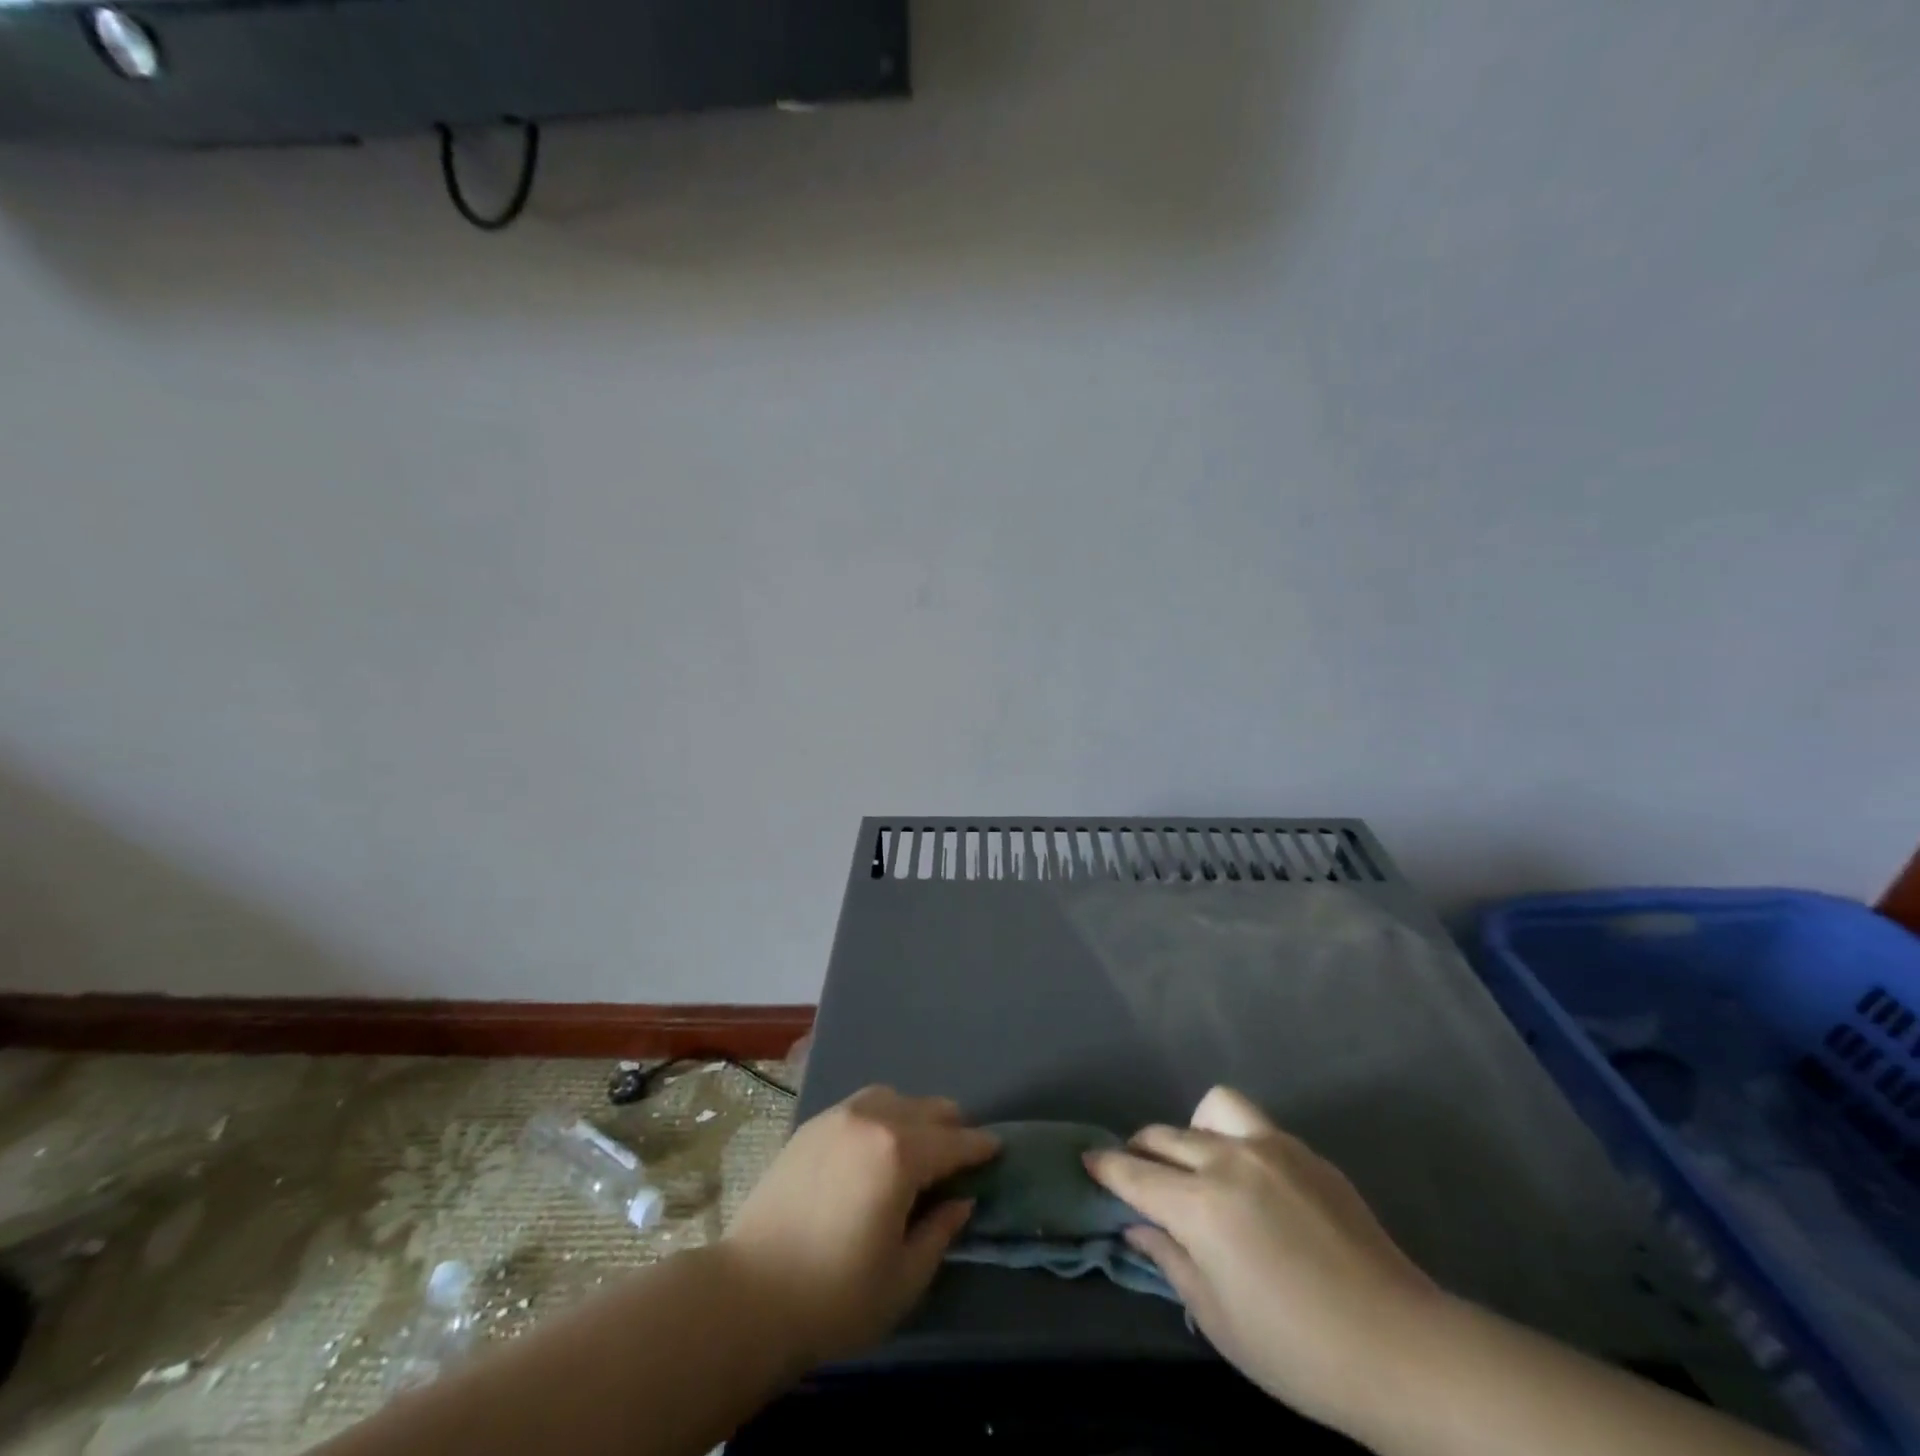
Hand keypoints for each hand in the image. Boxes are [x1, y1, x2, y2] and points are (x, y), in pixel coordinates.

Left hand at [723, 1085, 998, 1368]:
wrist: (748, 1293)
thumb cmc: (835, 1296)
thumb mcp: (903, 1278)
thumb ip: (939, 1231)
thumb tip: (960, 1200)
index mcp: (900, 1153)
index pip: (953, 1142)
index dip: (980, 1147)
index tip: (998, 1148)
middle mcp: (872, 1119)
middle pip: (925, 1109)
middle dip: (950, 1127)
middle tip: (960, 1153)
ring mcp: (837, 1117)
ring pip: (892, 1098)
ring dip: (914, 1115)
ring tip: (919, 1143)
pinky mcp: (811, 1125)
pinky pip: (861, 1105)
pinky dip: (882, 1114)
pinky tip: (878, 1142)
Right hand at [1085, 1087, 1439, 1432]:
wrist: (1401, 1349)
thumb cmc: (1297, 1350)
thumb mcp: (1217, 1318)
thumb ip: (1170, 1260)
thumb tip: (1137, 1227)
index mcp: (1201, 1204)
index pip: (1135, 1174)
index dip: (1106, 1167)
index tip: (1088, 1161)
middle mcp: (1229, 1159)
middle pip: (1166, 1136)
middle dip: (1141, 1150)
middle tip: (1140, 1175)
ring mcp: (1272, 1148)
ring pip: (1211, 1110)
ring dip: (1192, 1131)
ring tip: (1198, 1164)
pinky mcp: (1307, 1152)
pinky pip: (1255, 1128)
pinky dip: (1236, 1142)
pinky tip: (1253, 1183)